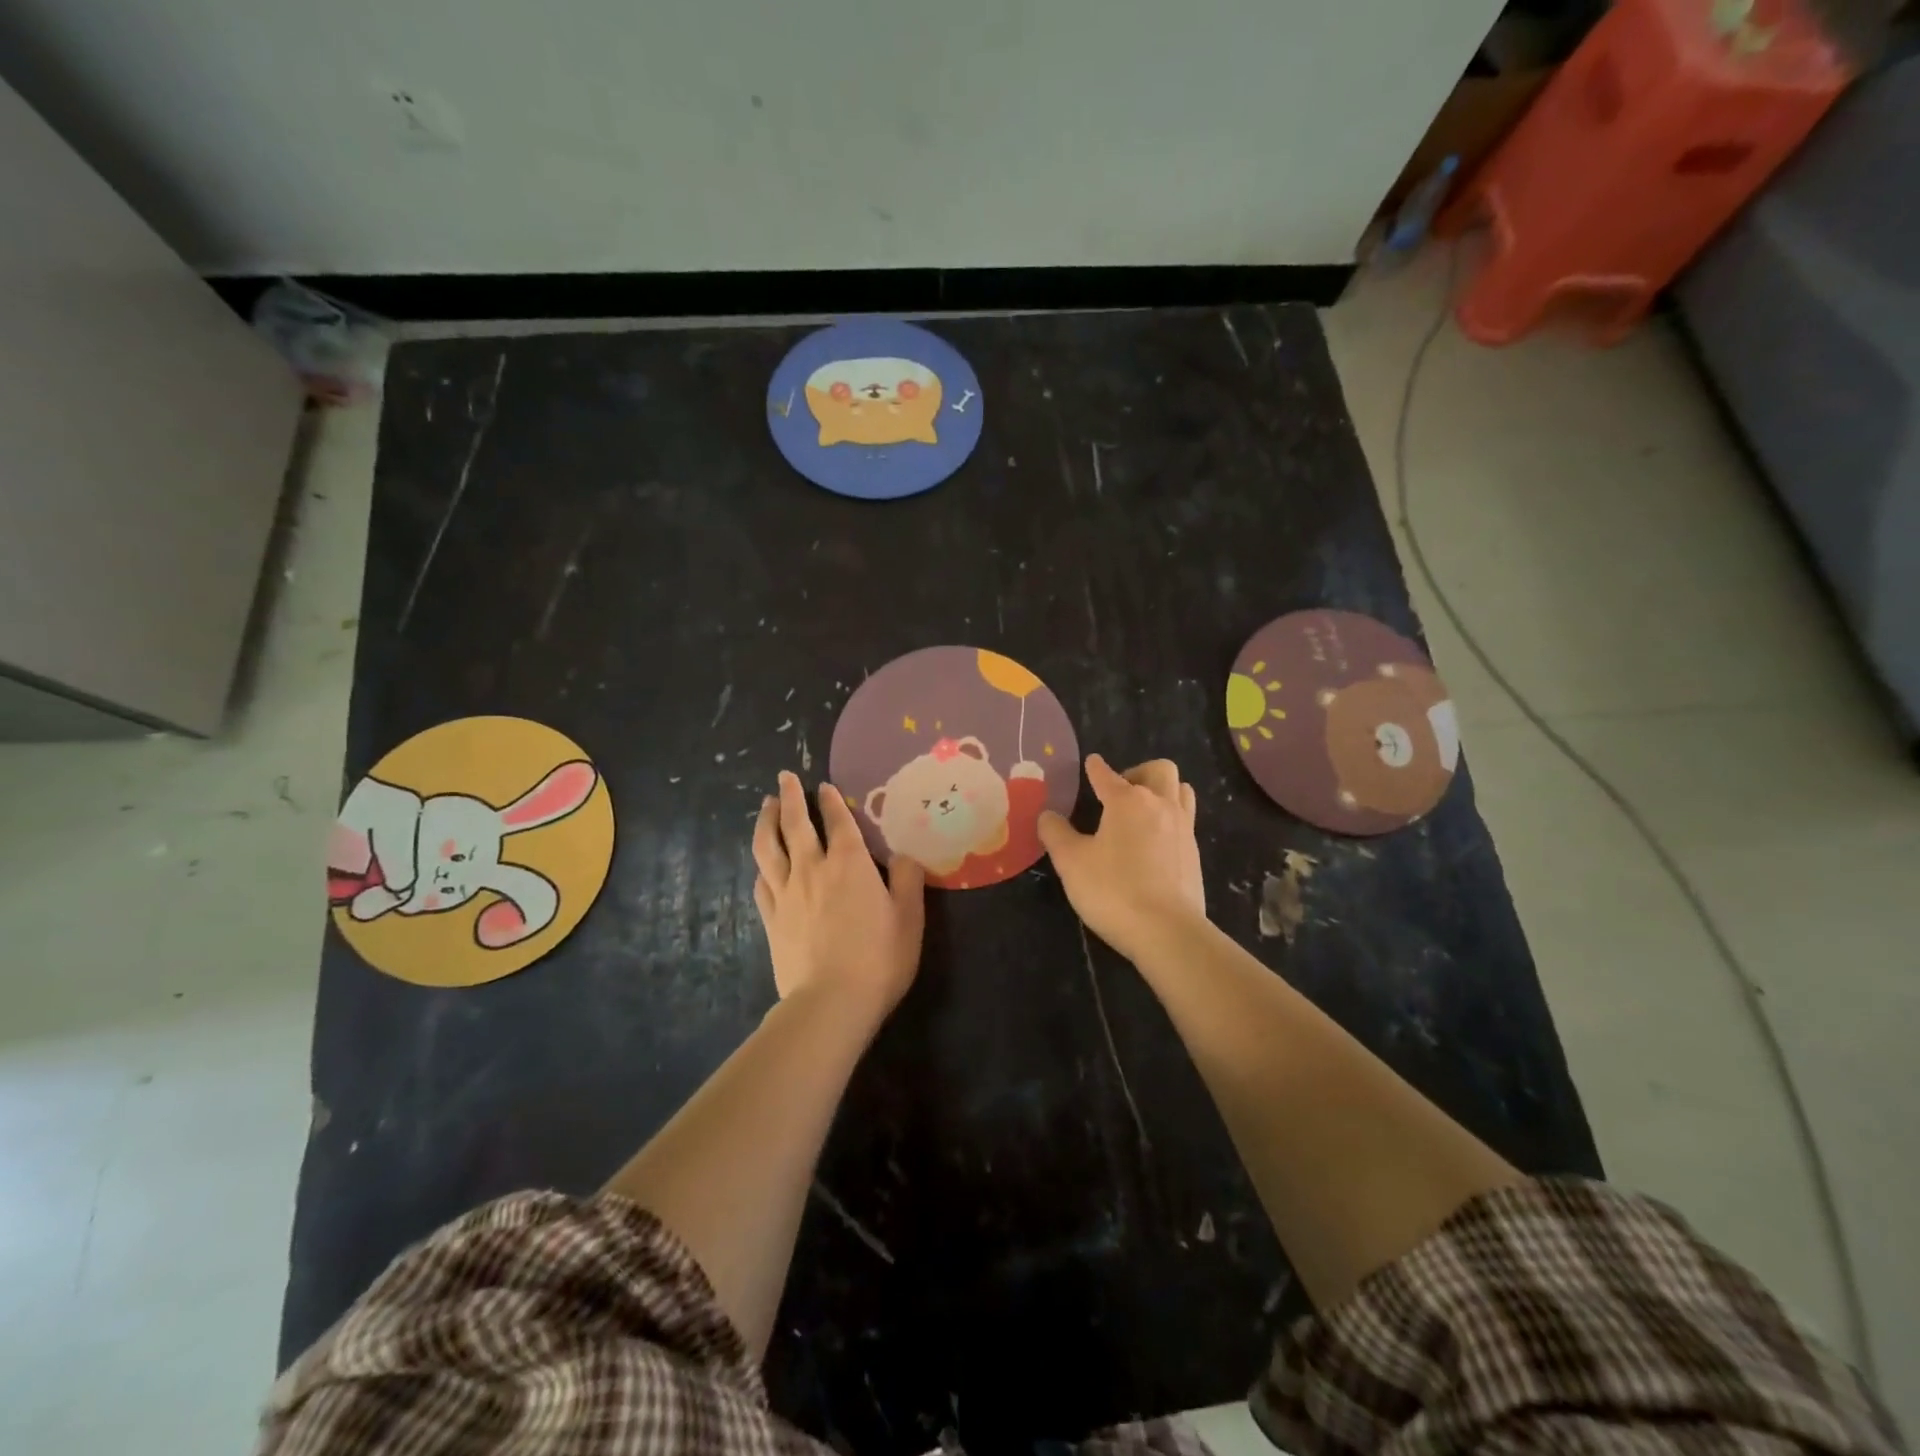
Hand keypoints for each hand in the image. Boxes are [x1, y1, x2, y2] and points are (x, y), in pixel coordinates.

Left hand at [752, 771, 925, 1018]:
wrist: (831, 1001)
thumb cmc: (879, 957)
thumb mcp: (910, 917)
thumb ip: (908, 880)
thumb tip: (903, 855)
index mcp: (849, 863)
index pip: (838, 821)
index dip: (832, 801)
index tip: (824, 786)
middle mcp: (813, 868)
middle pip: (795, 824)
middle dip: (789, 797)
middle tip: (783, 777)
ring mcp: (786, 893)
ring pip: (768, 847)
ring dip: (766, 822)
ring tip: (764, 806)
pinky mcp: (771, 919)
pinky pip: (762, 883)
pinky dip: (762, 867)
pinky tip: (762, 865)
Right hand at [1037, 755, 1205, 961]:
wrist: (1168, 931)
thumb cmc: (1113, 890)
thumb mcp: (1071, 862)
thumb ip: (1056, 834)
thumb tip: (1047, 815)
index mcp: (1127, 801)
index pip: (1107, 775)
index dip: (1096, 768)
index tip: (1092, 763)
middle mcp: (1160, 805)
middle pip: (1159, 770)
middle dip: (1138, 772)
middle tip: (1120, 793)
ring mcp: (1183, 828)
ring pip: (1181, 791)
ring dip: (1162, 792)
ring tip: (1142, 812)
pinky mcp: (1194, 854)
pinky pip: (1186, 820)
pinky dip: (1170, 819)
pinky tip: (1154, 842)